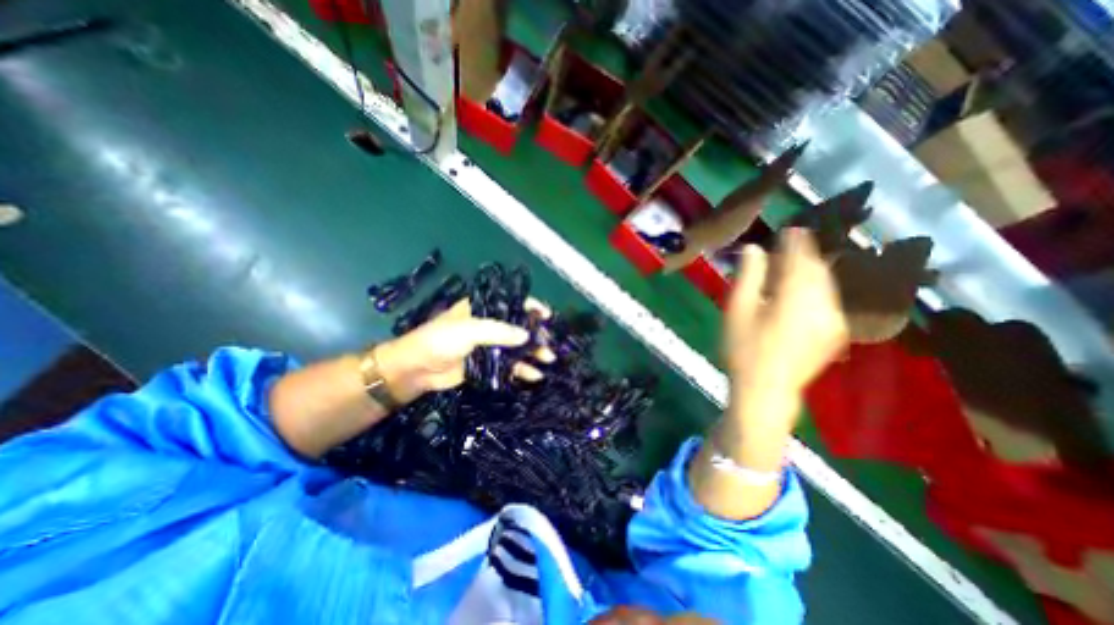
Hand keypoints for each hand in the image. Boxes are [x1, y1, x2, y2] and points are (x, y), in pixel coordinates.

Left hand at [373, 298, 552, 405]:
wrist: (417, 369)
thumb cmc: (441, 340)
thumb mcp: (470, 329)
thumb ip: (500, 331)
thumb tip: (528, 336)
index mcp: (483, 308)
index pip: (512, 303)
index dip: (531, 307)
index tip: (547, 315)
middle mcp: (489, 325)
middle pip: (519, 327)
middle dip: (536, 334)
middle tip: (549, 344)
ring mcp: (490, 346)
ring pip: (517, 347)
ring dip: (533, 353)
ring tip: (549, 359)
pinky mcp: (488, 365)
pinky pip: (510, 366)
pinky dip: (522, 370)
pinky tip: (535, 375)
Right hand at [718, 229, 850, 469]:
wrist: (767, 389)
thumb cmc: (744, 348)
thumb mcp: (738, 310)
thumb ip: (748, 277)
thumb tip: (754, 249)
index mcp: (796, 296)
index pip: (801, 258)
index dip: (796, 241)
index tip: (791, 228)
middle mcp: (822, 304)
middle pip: (819, 269)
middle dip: (806, 254)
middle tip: (790, 246)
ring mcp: (832, 320)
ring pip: (827, 284)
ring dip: (812, 270)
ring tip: (794, 265)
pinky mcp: (834, 333)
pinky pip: (830, 299)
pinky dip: (818, 288)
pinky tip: (803, 291)